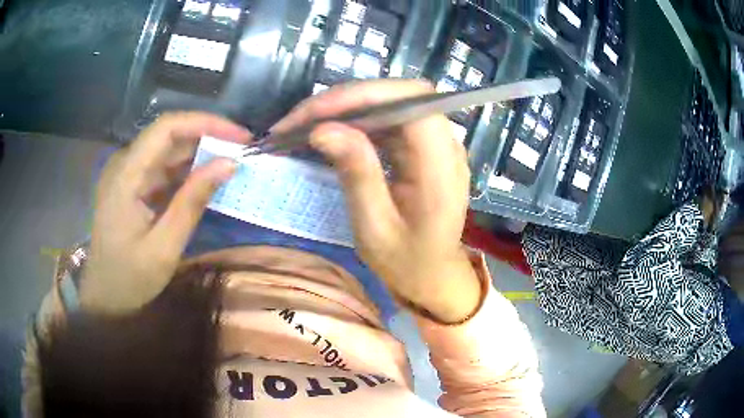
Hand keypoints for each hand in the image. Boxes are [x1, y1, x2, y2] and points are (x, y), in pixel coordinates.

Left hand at [80, 112, 251, 314]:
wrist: (104, 299)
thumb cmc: (129, 279)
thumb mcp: (164, 247)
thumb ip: (193, 202)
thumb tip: (229, 164)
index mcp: (126, 176)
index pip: (166, 128)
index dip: (205, 123)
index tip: (240, 137)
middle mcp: (124, 165)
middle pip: (168, 136)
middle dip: (207, 138)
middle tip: (243, 152)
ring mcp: (126, 175)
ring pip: (167, 151)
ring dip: (199, 155)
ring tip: (230, 165)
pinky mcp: (131, 187)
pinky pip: (162, 170)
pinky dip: (186, 173)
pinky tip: (205, 181)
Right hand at [273, 80, 480, 322]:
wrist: (434, 276)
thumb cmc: (406, 263)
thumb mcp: (375, 228)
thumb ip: (357, 174)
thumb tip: (323, 129)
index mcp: (442, 166)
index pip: (412, 101)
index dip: (364, 95)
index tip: (317, 113)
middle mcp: (447, 145)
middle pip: (399, 95)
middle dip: (347, 99)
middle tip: (300, 119)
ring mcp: (437, 143)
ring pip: (391, 103)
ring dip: (347, 107)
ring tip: (305, 124)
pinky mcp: (423, 147)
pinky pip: (389, 119)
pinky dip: (356, 119)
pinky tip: (331, 131)